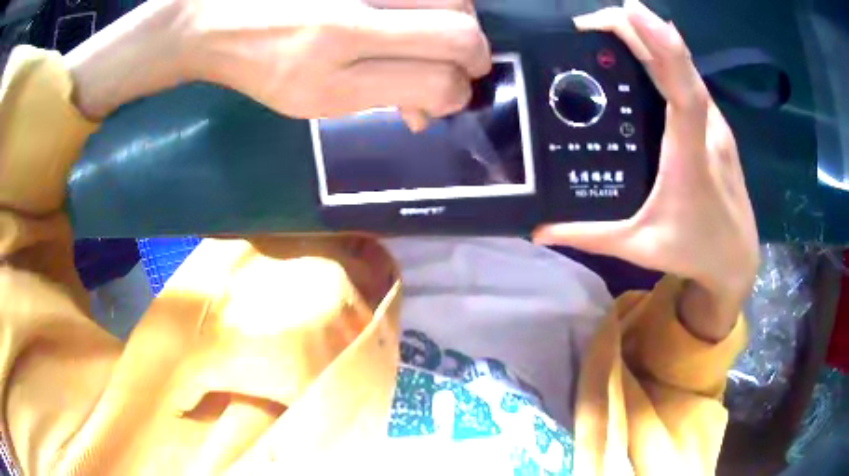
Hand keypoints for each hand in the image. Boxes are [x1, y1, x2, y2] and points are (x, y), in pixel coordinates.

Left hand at [64, 0, 489, 125]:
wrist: (216, 15)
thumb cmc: (259, 64)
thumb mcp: (314, 100)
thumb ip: (381, 100)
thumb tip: (429, 109)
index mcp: (334, 69)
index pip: (438, 81)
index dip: (457, 93)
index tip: (451, 95)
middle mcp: (352, 19)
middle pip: (461, 31)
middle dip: (475, 55)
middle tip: (466, 64)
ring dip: (463, 21)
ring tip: (444, 35)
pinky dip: (438, 2)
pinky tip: (422, 12)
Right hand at [533, 1, 758, 338]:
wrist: (737, 260)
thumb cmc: (695, 251)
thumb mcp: (639, 247)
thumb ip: (589, 236)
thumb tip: (540, 228)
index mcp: (690, 156)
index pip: (683, 90)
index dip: (662, 45)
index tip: (631, 11)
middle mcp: (708, 129)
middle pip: (678, 63)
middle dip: (636, 31)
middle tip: (586, 25)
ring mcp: (716, 125)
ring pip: (685, 67)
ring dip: (649, 40)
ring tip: (604, 33)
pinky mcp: (716, 126)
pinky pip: (689, 80)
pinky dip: (663, 57)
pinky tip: (640, 56)